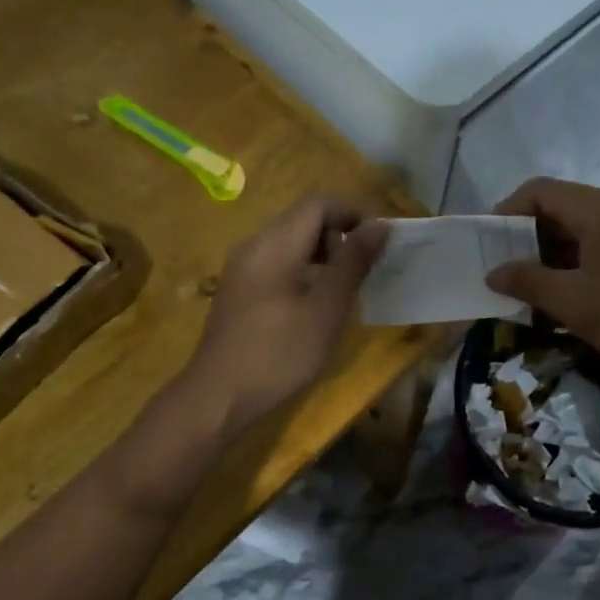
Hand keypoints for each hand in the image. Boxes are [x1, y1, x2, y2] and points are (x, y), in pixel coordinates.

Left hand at [188, 196, 385, 427]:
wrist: (218, 397)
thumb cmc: (278, 354)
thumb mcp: (326, 309)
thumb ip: (353, 263)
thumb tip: (379, 225)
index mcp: (275, 244)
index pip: (318, 203)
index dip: (354, 213)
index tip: (380, 242)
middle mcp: (254, 246)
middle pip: (303, 219)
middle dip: (340, 234)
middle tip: (367, 269)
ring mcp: (242, 268)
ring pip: (290, 242)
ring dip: (324, 254)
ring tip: (347, 287)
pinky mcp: (239, 291)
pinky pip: (277, 263)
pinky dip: (304, 270)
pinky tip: (317, 304)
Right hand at [486, 178, 599, 388]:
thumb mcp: (572, 302)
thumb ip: (528, 281)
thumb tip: (494, 272)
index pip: (542, 191)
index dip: (508, 210)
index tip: (489, 242)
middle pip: (564, 206)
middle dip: (529, 234)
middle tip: (505, 267)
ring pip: (585, 227)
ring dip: (554, 251)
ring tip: (532, 284)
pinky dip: (580, 260)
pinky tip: (570, 292)